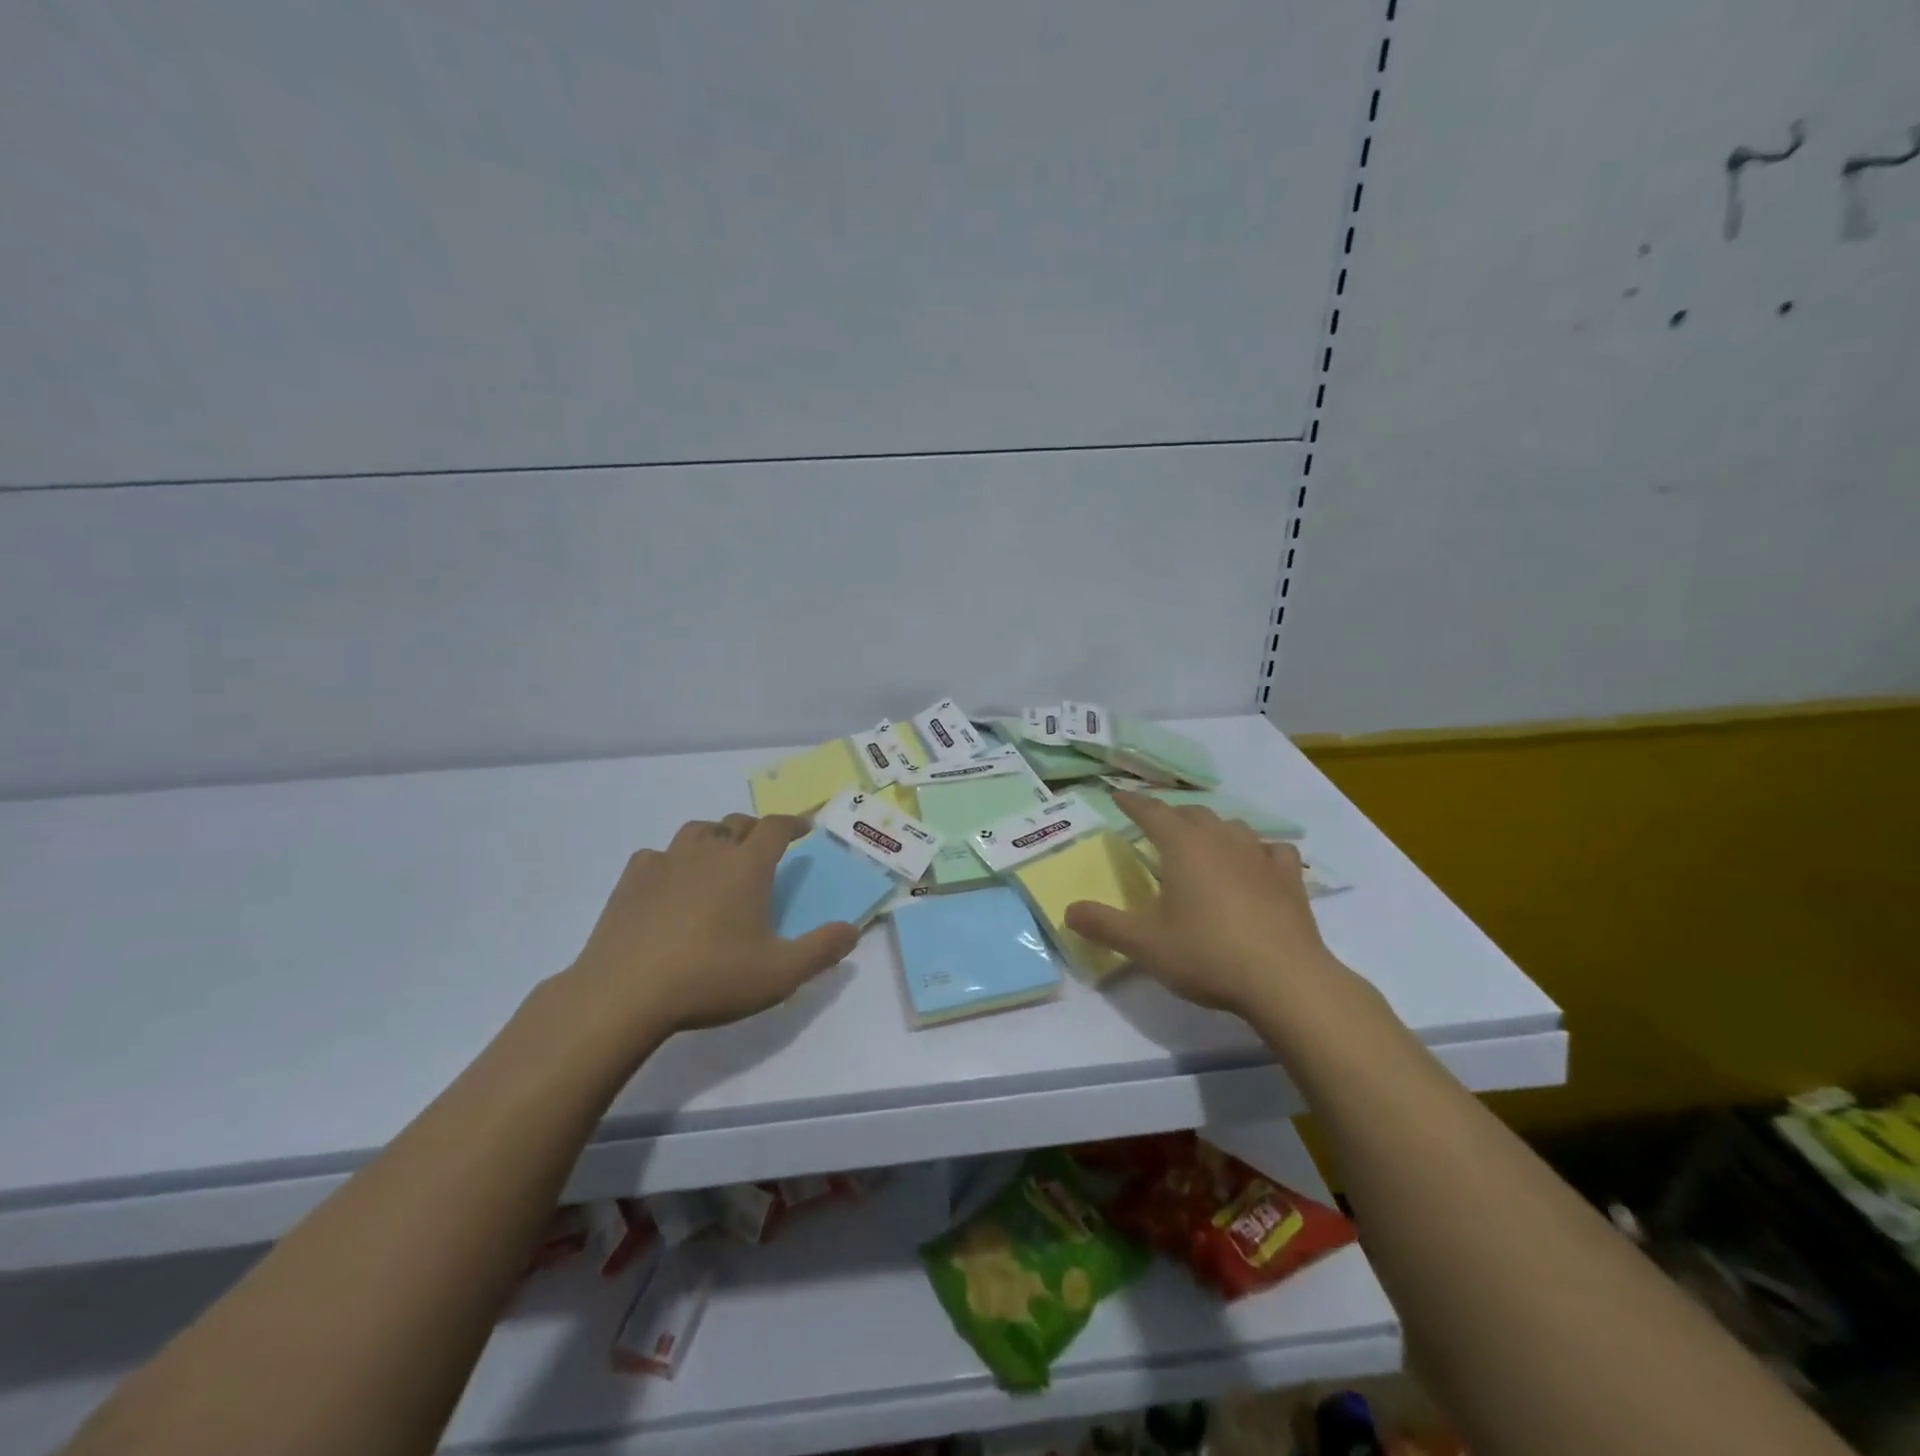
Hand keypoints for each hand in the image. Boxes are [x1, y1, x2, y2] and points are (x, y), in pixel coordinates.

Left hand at [565, 813, 859, 1039]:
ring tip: (718, 860)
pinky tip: (669, 884)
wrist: (624, 994)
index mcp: (747, 866)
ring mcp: (665, 862)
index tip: (803, 829)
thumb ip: (822, 950)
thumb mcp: (780, 974)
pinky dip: (671, 861)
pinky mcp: (631, 880)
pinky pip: (657, 855)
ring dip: (714, 838)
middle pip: (737, 823)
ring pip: (696, 831)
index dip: (793, 823)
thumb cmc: (711, 978)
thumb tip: (852, 930)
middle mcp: (709, 852)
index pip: (775, 827)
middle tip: (762, 851)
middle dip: (755, 830)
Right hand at [1064, 791, 1338, 1018]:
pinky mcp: (1289, 877)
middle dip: (1171, 815)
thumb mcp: (1144, 944)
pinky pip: (1272, 850)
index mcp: (1183, 846)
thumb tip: (1068, 911)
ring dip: (1212, 829)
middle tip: (1156, 826)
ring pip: (1231, 826)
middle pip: (1192, 813)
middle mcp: (1221, 839)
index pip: (1151, 812)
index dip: (1132, 802)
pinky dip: (1258, 851)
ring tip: (1202, 843)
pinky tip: (1257, 863)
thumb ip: (1103, 925)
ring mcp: (1260, 855)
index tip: (1117, 795)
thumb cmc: (1207, 954)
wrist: (1284, 980)